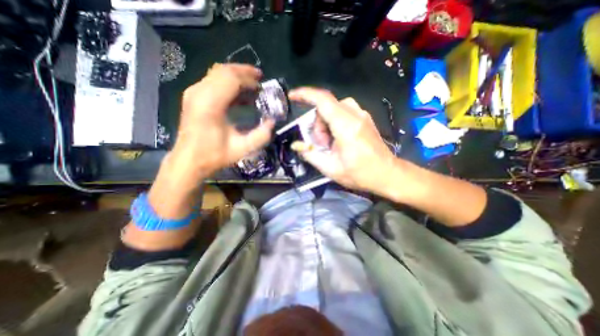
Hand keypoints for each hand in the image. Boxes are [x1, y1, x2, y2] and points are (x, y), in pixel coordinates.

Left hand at [165, 62, 273, 185]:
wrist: (189, 161)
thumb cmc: (214, 155)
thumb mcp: (242, 149)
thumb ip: (261, 136)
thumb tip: (272, 122)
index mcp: (210, 104)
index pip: (231, 79)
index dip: (248, 79)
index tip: (261, 86)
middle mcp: (199, 93)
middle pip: (223, 71)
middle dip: (243, 72)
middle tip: (259, 78)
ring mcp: (194, 93)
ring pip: (216, 73)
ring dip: (236, 76)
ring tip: (251, 84)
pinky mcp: (193, 97)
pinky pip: (212, 81)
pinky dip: (228, 83)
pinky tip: (239, 94)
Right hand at [288, 88, 399, 194]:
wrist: (387, 174)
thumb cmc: (360, 174)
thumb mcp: (331, 168)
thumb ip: (310, 155)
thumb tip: (296, 145)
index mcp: (346, 126)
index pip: (323, 100)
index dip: (305, 94)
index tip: (292, 96)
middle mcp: (355, 115)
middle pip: (326, 106)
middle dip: (317, 123)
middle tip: (321, 144)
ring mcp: (362, 115)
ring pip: (334, 108)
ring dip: (325, 123)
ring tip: (330, 143)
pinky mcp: (364, 118)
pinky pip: (343, 111)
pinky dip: (334, 122)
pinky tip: (338, 138)